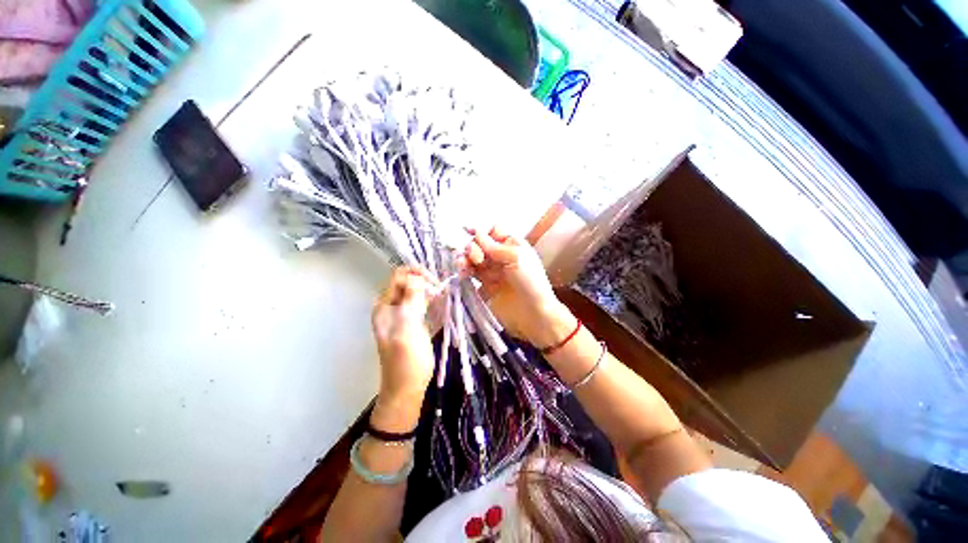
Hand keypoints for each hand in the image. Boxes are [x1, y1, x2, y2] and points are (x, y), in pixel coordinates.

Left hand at [371, 267, 438, 428]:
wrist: (407, 387)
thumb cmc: (406, 360)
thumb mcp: (407, 328)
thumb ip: (410, 301)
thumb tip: (416, 277)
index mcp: (384, 306)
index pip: (398, 277)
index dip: (415, 274)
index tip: (434, 282)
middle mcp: (391, 307)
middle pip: (407, 282)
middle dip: (423, 280)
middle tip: (440, 289)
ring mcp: (402, 314)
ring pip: (415, 291)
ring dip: (428, 288)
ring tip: (442, 293)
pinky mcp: (413, 321)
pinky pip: (421, 302)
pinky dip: (430, 298)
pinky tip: (441, 300)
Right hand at [461, 227, 573, 346]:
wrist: (533, 313)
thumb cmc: (529, 281)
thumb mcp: (515, 257)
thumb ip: (493, 246)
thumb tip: (476, 232)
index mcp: (512, 245)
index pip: (493, 231)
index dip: (481, 232)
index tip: (467, 232)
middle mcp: (501, 255)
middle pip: (480, 244)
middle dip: (473, 247)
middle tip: (475, 257)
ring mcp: (492, 271)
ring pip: (474, 258)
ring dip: (465, 258)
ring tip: (462, 264)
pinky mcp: (485, 285)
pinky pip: (472, 274)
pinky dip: (465, 271)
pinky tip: (463, 273)